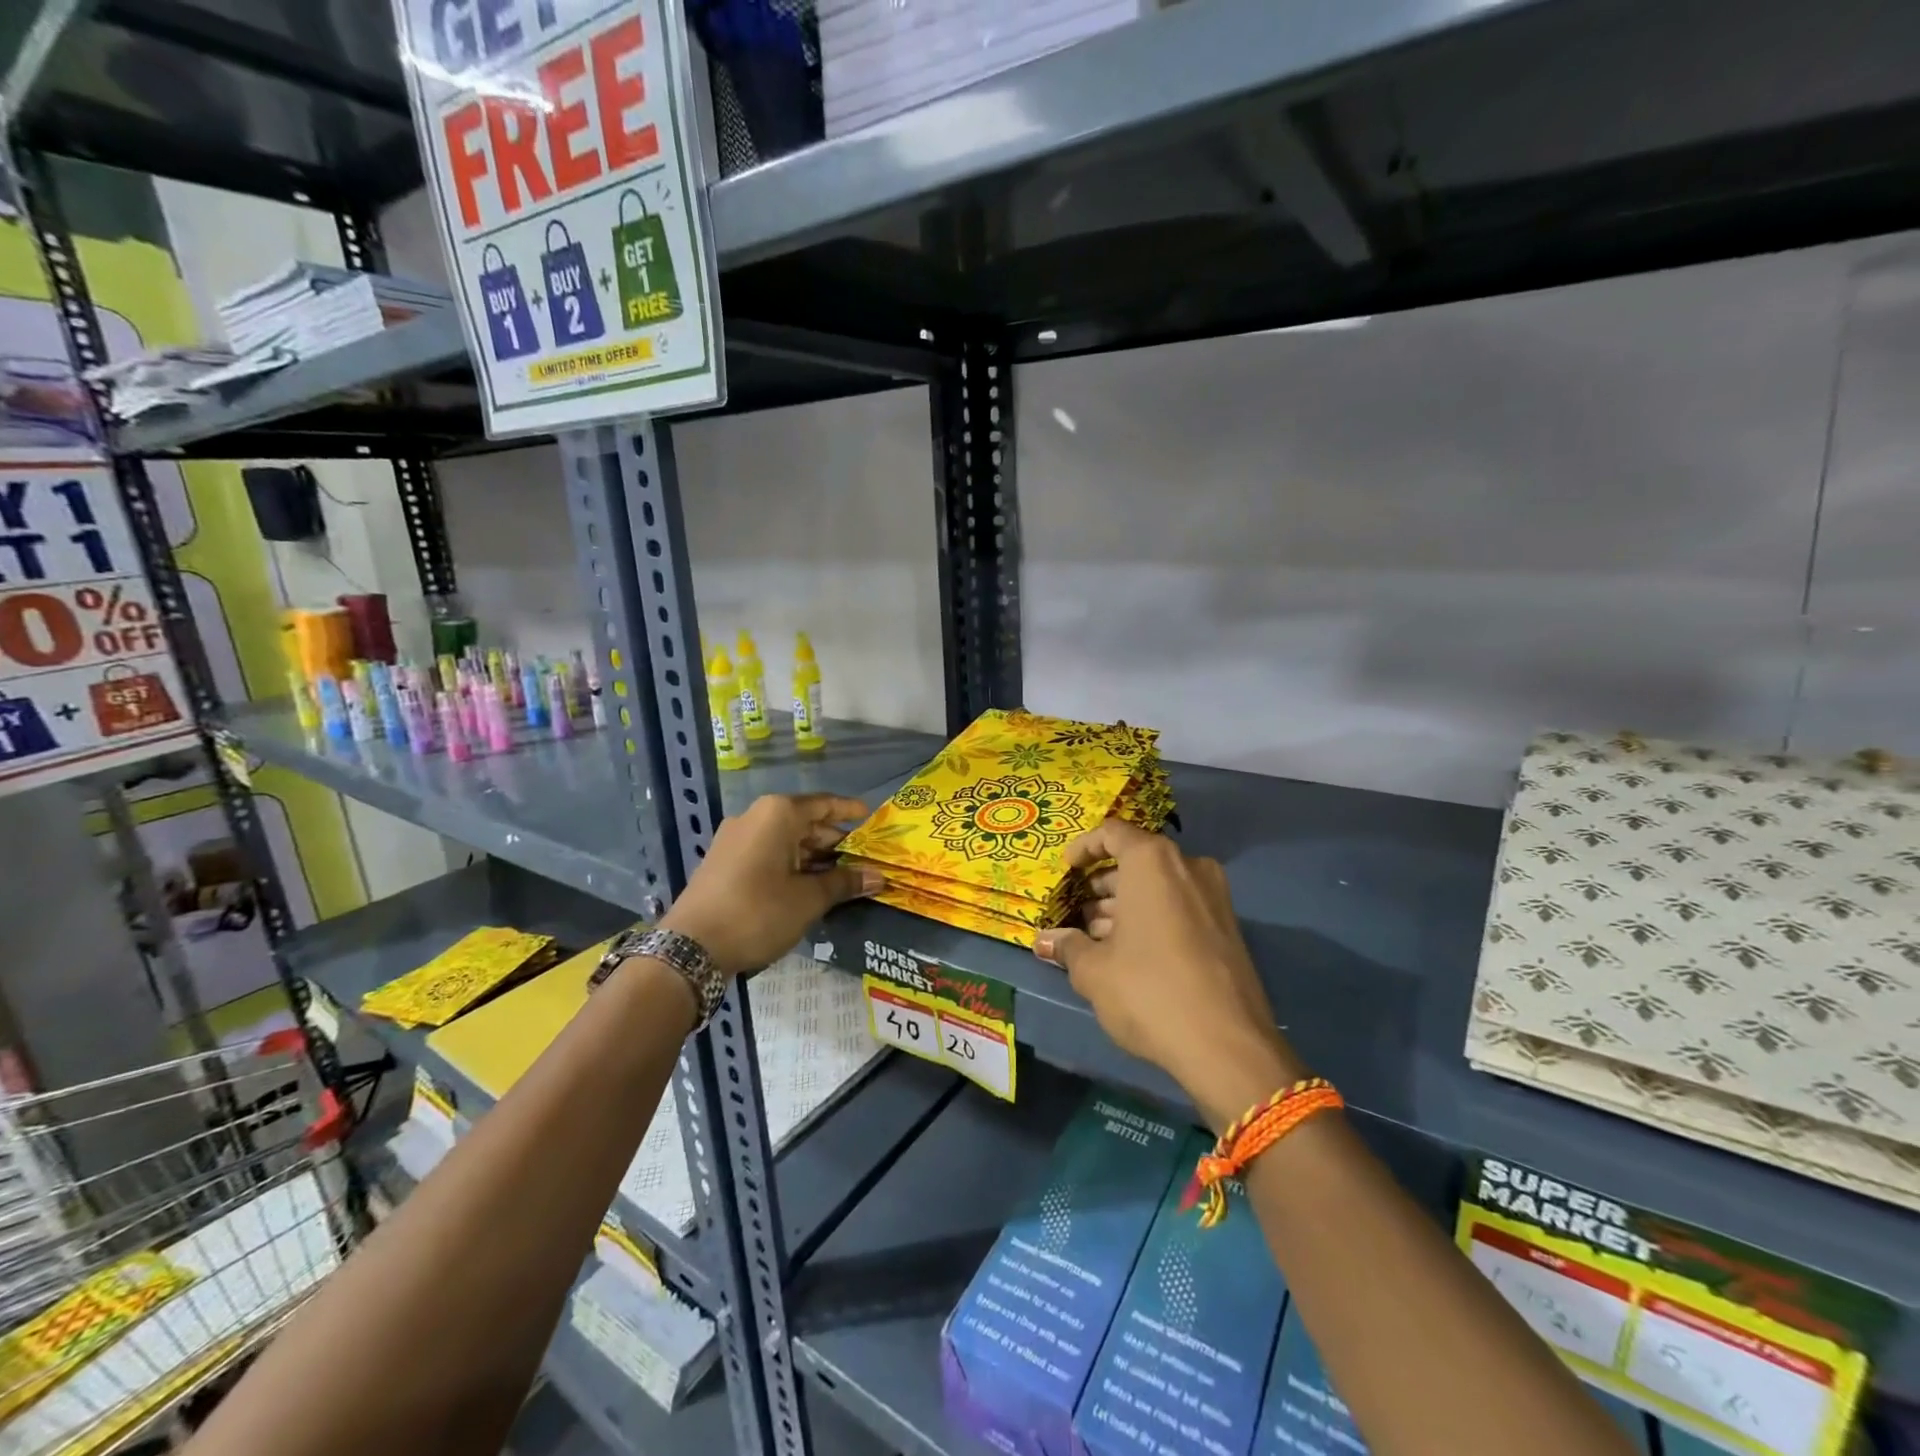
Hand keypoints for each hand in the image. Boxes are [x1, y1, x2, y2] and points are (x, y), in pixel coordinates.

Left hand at [660, 794, 882, 977]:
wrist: (691, 947)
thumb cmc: (758, 912)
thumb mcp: (808, 899)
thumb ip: (845, 883)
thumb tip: (879, 877)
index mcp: (778, 814)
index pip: (824, 804)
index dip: (850, 811)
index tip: (871, 818)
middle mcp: (755, 817)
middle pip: (805, 822)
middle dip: (834, 841)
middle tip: (863, 859)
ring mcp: (735, 838)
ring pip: (785, 840)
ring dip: (813, 857)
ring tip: (842, 878)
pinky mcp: (724, 861)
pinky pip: (767, 853)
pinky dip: (791, 864)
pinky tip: (808, 886)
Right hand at [1033, 820, 1306, 1128]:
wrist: (1227, 1046)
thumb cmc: (1149, 991)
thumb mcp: (1095, 971)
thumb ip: (1068, 947)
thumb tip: (1044, 941)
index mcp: (1153, 862)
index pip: (1112, 832)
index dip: (1084, 847)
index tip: (1066, 869)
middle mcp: (1188, 867)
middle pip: (1137, 860)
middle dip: (1103, 885)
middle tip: (1077, 913)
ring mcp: (1214, 897)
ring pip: (1159, 887)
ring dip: (1126, 905)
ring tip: (1097, 939)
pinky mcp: (1228, 927)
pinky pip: (1181, 907)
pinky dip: (1153, 918)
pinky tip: (1130, 954)